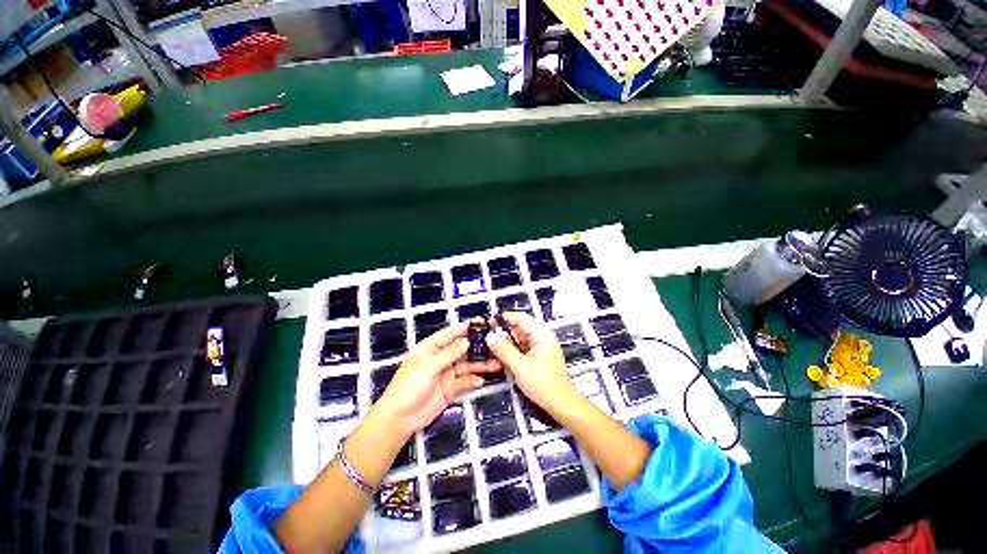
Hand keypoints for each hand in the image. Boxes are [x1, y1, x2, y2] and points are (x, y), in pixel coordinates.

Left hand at [374, 321, 500, 434]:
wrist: (400, 417)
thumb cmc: (410, 385)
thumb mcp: (429, 366)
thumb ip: (449, 353)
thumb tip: (467, 341)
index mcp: (431, 347)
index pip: (450, 334)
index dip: (465, 328)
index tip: (481, 323)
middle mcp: (440, 358)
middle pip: (461, 349)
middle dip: (477, 347)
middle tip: (495, 344)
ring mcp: (446, 373)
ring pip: (466, 365)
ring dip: (480, 364)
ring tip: (497, 363)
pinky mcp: (450, 388)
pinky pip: (464, 381)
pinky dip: (473, 380)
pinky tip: (482, 380)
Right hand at [486, 312, 581, 415]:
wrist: (561, 404)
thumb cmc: (546, 385)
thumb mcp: (520, 366)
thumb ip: (504, 350)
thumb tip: (491, 337)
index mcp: (541, 334)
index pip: (521, 318)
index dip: (505, 318)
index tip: (490, 322)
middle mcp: (541, 338)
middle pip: (518, 329)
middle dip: (503, 333)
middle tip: (488, 338)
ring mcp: (538, 348)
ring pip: (518, 340)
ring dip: (506, 344)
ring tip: (492, 349)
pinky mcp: (536, 358)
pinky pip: (520, 350)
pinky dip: (511, 353)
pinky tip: (502, 359)